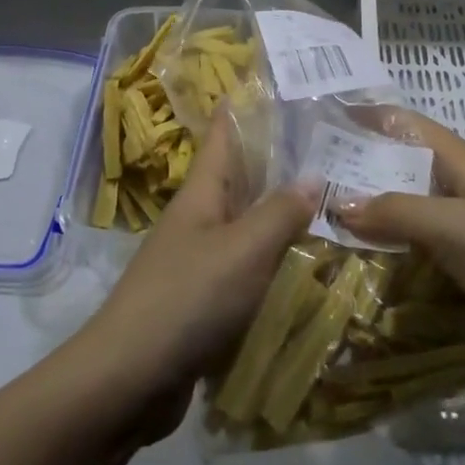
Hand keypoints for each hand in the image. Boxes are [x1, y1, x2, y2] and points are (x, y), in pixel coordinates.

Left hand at [72, 108, 313, 435]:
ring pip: (248, 227)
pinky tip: (310, 270)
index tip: (277, 87)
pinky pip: (248, 272)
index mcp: (202, 192)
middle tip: (334, 151)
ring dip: (283, 218)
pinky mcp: (204, 302)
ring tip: (334, 207)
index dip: (243, 107)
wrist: (130, 378)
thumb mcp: (243, 249)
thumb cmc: (188, 297)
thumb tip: (313, 175)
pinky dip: (275, 265)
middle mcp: (199, 219)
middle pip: (241, 180)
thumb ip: (280, 212)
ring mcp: (199, 261)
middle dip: (280, 165)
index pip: (222, 135)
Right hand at [336, 108, 464, 390]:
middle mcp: (464, 190)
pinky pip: (426, 256)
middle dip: (360, 175)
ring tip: (326, 234)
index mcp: (463, 165)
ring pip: (412, 217)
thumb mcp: (454, 228)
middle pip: (403, 171)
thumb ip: (395, 212)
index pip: (406, 125)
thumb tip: (337, 204)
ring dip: (376, 223)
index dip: (367, 118)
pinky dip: (398, 261)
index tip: (322, 125)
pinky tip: (368, 277)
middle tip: (310, 190)